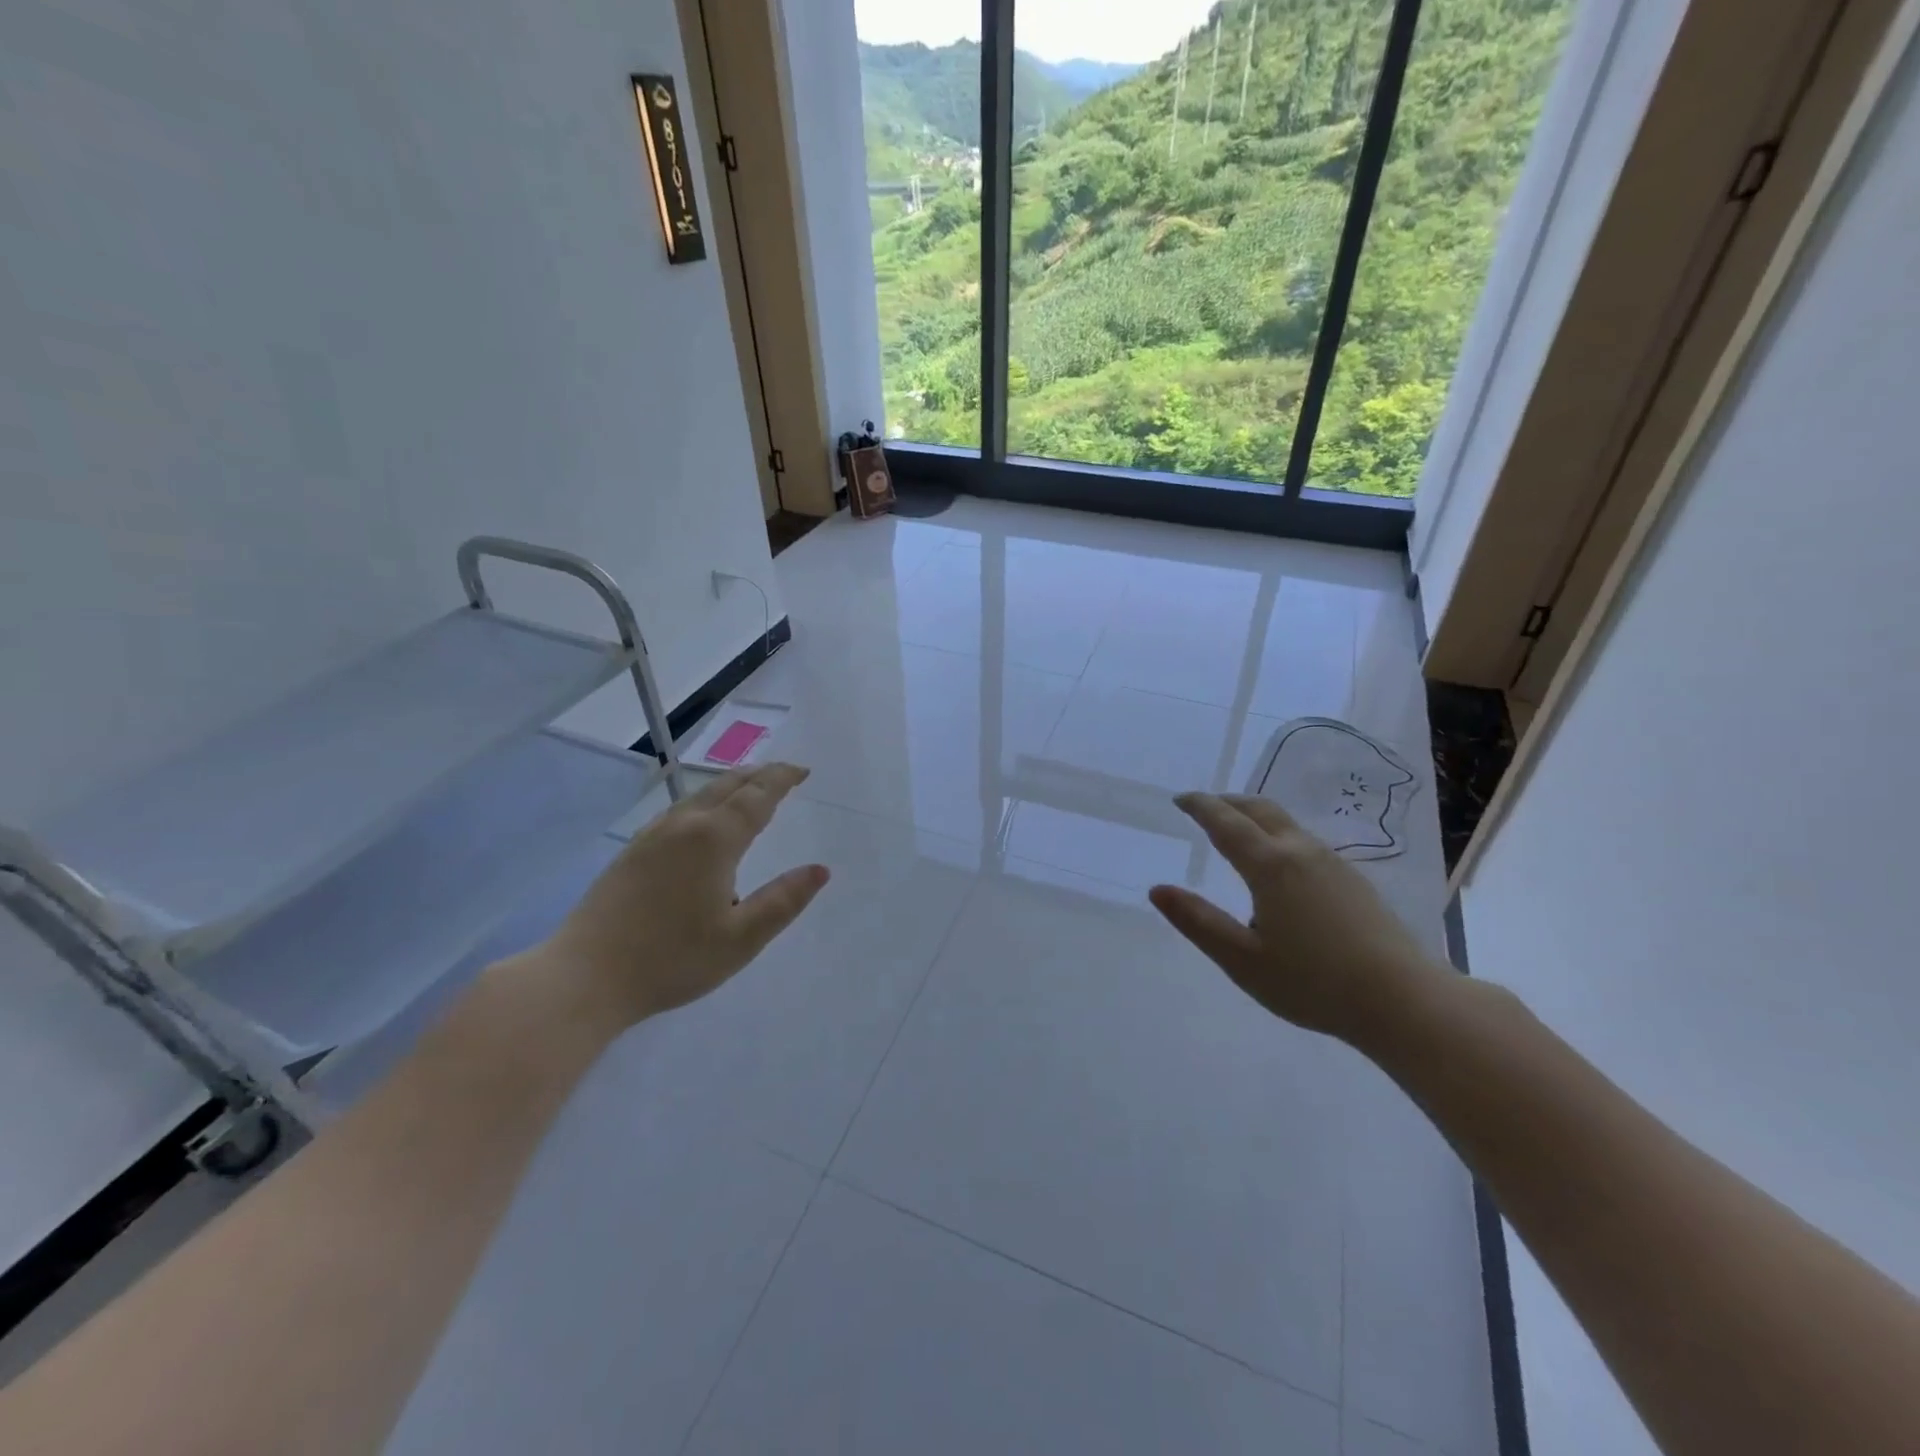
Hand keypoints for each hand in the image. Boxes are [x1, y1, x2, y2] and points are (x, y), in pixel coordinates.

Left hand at [535, 762, 829, 1027]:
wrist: (584, 977)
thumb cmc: (671, 959)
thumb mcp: (741, 939)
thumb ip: (783, 901)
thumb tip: (820, 870)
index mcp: (714, 840)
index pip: (756, 797)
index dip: (781, 780)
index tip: (802, 770)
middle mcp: (683, 825)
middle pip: (726, 786)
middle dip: (758, 775)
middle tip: (783, 773)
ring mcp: (652, 836)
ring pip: (699, 795)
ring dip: (730, 785)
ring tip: (749, 787)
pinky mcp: (632, 852)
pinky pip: (678, 810)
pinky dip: (705, 801)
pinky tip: (700, 819)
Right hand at [1148, 792, 1449, 1046]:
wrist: (1404, 1001)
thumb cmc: (1313, 983)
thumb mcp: (1242, 959)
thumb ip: (1198, 922)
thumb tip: (1157, 890)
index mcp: (1270, 866)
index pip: (1226, 822)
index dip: (1200, 806)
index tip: (1180, 799)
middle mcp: (1301, 852)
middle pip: (1260, 810)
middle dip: (1228, 802)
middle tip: (1204, 807)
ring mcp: (1333, 863)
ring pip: (1285, 823)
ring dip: (1254, 816)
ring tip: (1235, 830)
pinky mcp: (1353, 880)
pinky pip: (1304, 841)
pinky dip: (1277, 834)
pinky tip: (1278, 863)